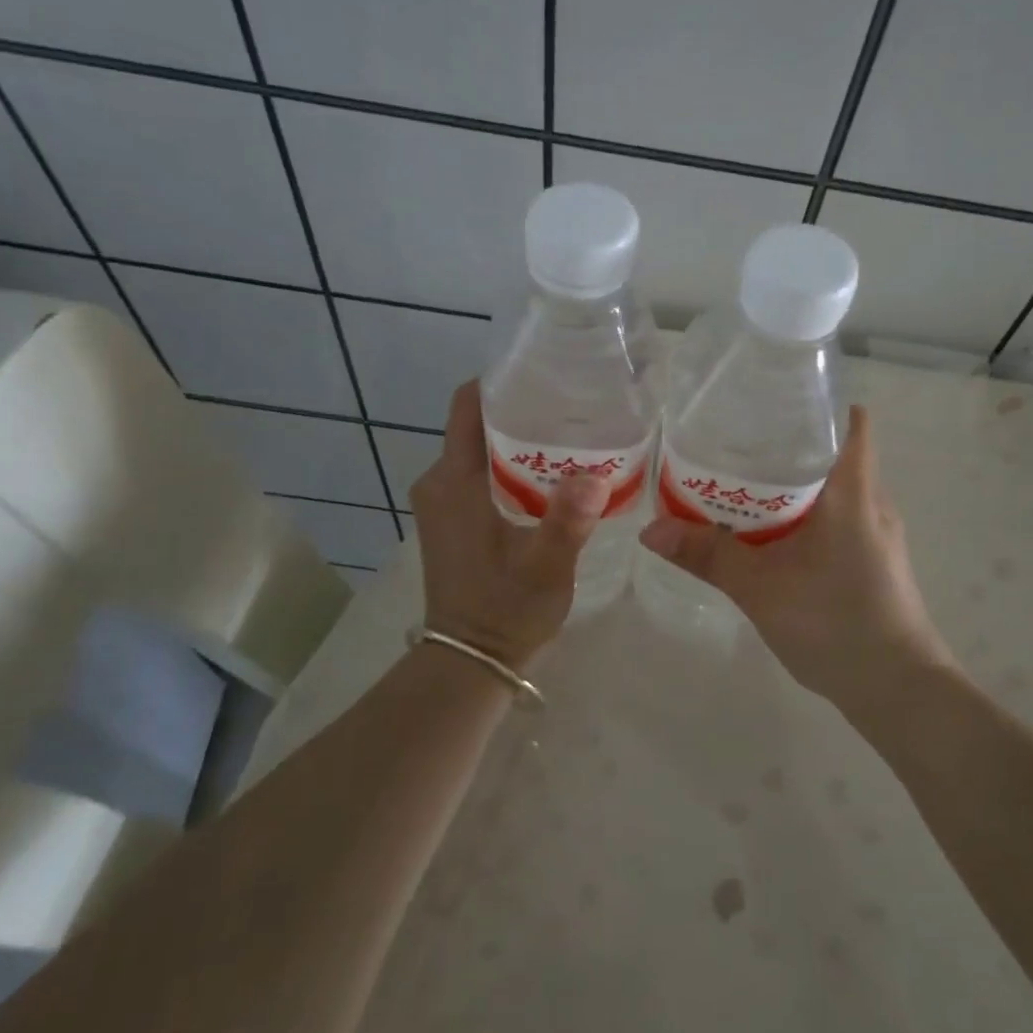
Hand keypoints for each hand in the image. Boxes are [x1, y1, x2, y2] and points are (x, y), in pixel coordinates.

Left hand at [409, 380, 610, 670]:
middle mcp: (439, 482)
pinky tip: (550, 475)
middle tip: (574, 405)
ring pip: (480, 449)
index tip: (546, 372)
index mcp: (454, 481)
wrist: (470, 660)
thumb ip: (567, 519)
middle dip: (521, 410)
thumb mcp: (546, 566)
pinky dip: (510, 465)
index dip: (502, 382)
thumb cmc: (505, 610)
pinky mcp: (450, 519)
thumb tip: (594, 475)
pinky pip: (479, 474)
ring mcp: (441, 502)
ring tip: (570, 435)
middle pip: (477, 424)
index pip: (467, 406)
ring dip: (519, 440)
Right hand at [638, 406, 953, 706]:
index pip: (850, 421)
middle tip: (737, 442)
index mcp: (853, 491)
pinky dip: (806, 513)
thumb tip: (650, 530)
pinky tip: (773, 534)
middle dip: (789, 444)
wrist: (897, 690)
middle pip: (834, 451)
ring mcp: (878, 533)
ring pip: (835, 488)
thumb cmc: (835, 624)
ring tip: (745, 483)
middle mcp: (872, 502)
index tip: (772, 401)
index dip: (816, 403)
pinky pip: (839, 517)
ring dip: (795, 483)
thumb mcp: (760, 588)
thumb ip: (707, 555)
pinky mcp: (875, 560)